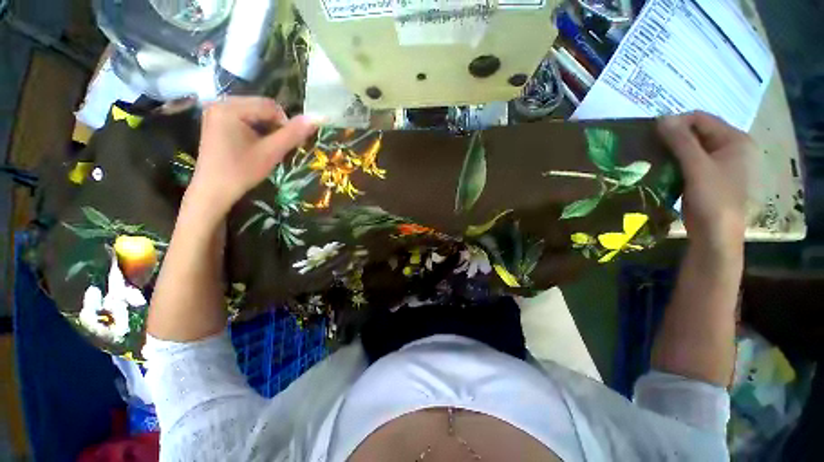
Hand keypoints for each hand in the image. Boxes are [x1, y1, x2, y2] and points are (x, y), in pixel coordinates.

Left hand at [186, 97, 316, 218]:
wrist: (213, 191)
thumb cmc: (241, 171)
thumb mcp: (271, 152)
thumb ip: (293, 134)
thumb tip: (317, 118)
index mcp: (230, 107)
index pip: (270, 106)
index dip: (285, 125)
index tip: (284, 145)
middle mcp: (220, 103)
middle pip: (261, 107)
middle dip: (274, 126)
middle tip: (274, 147)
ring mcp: (216, 112)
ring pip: (254, 113)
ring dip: (266, 128)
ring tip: (264, 147)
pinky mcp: (216, 121)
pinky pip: (244, 118)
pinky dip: (255, 129)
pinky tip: (253, 145)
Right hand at [658, 112, 753, 254]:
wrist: (715, 235)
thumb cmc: (713, 199)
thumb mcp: (697, 167)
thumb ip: (681, 141)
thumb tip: (661, 118)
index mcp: (735, 140)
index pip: (701, 119)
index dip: (677, 122)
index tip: (652, 133)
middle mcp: (730, 148)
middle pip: (697, 133)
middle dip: (673, 137)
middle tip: (649, 144)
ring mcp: (719, 164)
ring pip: (691, 148)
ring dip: (671, 150)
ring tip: (651, 155)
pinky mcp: (708, 178)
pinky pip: (689, 162)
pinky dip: (674, 162)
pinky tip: (660, 167)